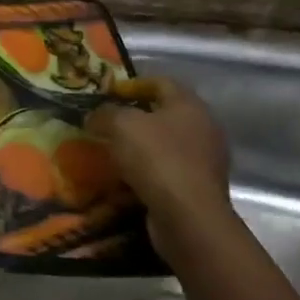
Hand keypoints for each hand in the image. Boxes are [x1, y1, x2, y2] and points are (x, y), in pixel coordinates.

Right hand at [85, 77, 233, 258]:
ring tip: (112, 151)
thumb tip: (94, 116)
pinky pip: (168, 170)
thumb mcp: (120, 125)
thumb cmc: (156, 159)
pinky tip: (126, 177)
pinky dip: (147, 170)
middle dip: (135, 116)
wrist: (188, 217)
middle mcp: (203, 128)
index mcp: (189, 105)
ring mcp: (205, 160)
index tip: (107, 94)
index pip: (160, 82)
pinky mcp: (199, 187)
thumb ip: (104, 114)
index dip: (132, 84)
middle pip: (165, 113)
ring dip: (140, 146)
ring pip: (166, 143)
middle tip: (106, 122)